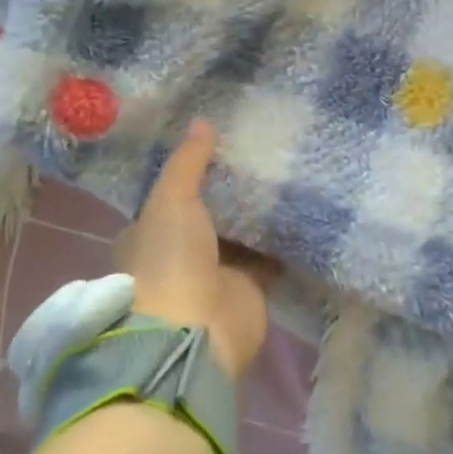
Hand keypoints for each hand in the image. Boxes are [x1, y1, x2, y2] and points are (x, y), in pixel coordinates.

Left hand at [113, 119, 273, 377]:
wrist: (194, 332)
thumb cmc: (169, 261)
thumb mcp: (170, 200)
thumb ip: (187, 163)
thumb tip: (201, 121)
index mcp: (149, 235)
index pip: (169, 199)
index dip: (189, 176)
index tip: (218, 148)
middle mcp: (180, 255)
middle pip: (208, 216)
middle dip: (229, 194)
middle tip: (260, 156)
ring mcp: (215, 274)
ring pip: (240, 237)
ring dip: (257, 216)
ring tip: (286, 174)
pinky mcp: (248, 290)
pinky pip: (268, 259)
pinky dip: (282, 242)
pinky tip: (303, 212)